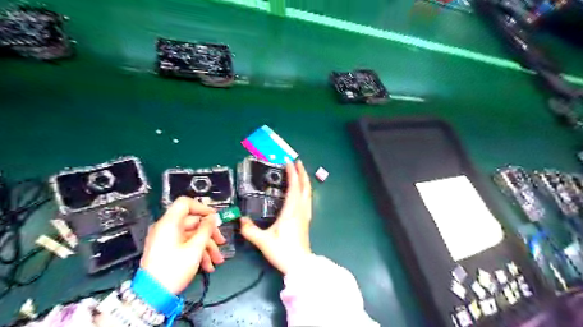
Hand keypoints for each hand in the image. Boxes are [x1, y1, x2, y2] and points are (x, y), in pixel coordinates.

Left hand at [140, 197, 225, 293]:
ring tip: (217, 260)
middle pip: (193, 222)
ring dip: (207, 246)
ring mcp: (167, 240)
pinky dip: (198, 252)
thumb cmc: (174, 269)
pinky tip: (208, 265)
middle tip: (221, 242)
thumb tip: (212, 218)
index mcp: (170, 223)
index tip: (215, 217)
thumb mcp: (195, 248)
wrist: (153, 296)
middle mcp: (167, 228)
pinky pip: (186, 244)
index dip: (202, 208)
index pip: (185, 203)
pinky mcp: (168, 250)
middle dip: (210, 233)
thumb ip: (206, 229)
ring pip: (192, 235)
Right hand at [241, 161, 313, 274]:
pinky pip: (308, 199)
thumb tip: (241, 220)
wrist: (300, 264)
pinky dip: (305, 190)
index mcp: (291, 211)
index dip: (292, 173)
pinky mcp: (306, 220)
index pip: (294, 186)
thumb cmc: (283, 251)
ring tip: (300, 172)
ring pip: (308, 193)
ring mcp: (305, 215)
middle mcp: (301, 210)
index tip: (288, 162)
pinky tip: (301, 191)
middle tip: (297, 162)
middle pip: (305, 186)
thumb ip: (250, 230)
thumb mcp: (263, 241)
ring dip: (305, 180)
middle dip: (302, 172)